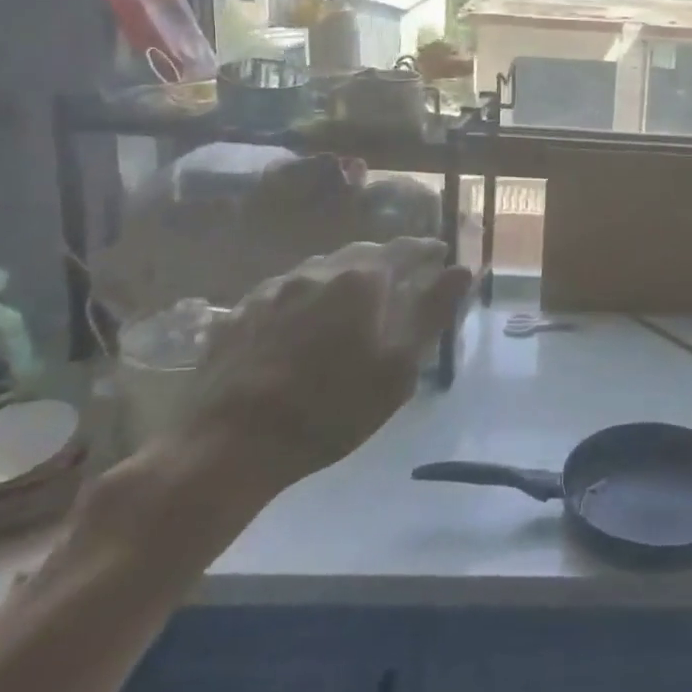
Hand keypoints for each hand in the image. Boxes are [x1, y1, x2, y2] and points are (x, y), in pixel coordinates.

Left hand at [193, 237, 471, 493]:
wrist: (228, 443)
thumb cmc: (330, 408)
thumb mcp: (398, 367)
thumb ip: (432, 312)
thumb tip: (463, 270)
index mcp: (361, 280)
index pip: (404, 249)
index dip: (426, 249)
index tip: (440, 254)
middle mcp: (317, 272)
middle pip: (361, 255)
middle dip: (385, 262)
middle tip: (400, 281)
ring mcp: (272, 290)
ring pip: (319, 271)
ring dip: (343, 279)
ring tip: (351, 304)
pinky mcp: (238, 313)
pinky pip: (284, 292)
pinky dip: (306, 299)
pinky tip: (301, 325)